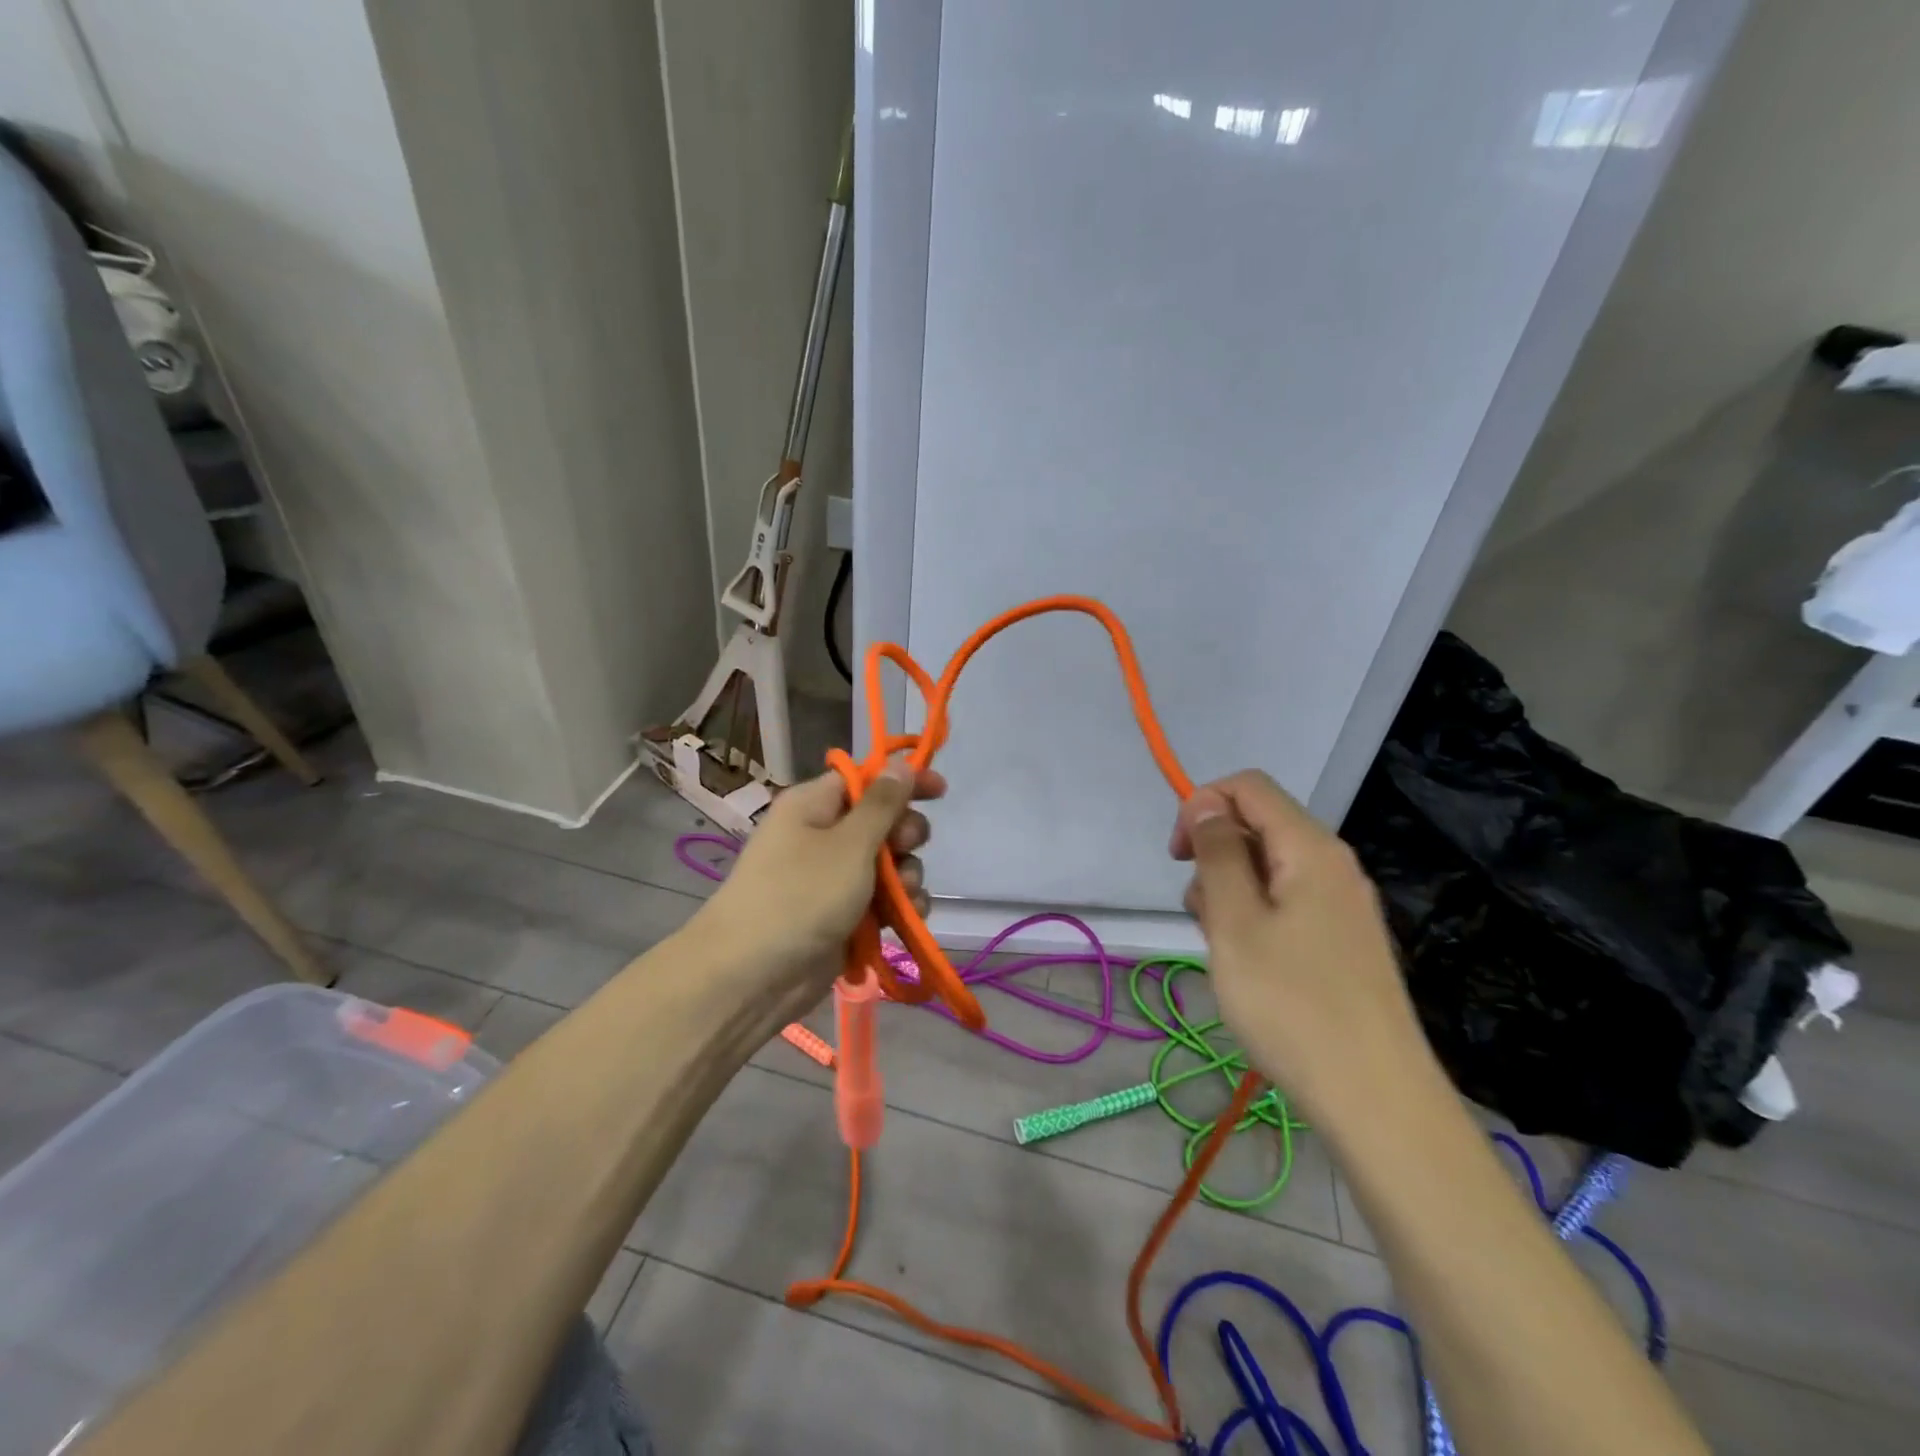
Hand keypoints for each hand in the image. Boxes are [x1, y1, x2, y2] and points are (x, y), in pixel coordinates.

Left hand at [694, 760, 944, 1019]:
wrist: (752, 976)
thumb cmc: (801, 894)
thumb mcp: (849, 844)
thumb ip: (883, 804)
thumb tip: (900, 763)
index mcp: (814, 806)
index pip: (865, 779)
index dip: (902, 781)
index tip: (940, 791)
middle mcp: (822, 836)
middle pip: (881, 822)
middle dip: (905, 835)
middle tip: (907, 848)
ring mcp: (832, 879)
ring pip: (888, 865)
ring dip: (906, 876)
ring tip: (904, 895)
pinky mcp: (843, 916)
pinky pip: (882, 900)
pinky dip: (898, 907)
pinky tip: (909, 919)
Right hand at [1170, 769, 1423, 1126]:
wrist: (1377, 1101)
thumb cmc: (1293, 1006)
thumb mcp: (1235, 923)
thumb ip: (1218, 854)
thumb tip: (1206, 805)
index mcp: (1311, 849)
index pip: (1248, 787)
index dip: (1202, 806)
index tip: (1178, 858)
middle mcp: (1334, 865)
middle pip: (1258, 826)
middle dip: (1215, 858)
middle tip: (1204, 918)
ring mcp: (1343, 905)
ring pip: (1268, 869)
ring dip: (1231, 894)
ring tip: (1227, 951)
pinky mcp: (1343, 940)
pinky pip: (1287, 904)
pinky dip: (1256, 920)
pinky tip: (1252, 968)